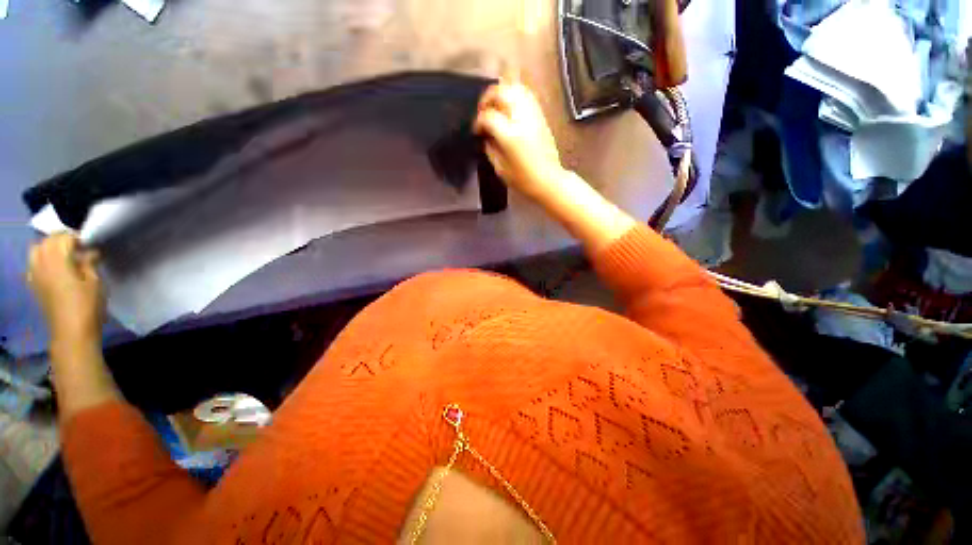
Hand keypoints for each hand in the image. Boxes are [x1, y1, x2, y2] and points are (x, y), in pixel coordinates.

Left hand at [27, 233, 104, 348]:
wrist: (71, 332)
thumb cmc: (87, 305)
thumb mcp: (95, 282)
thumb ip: (89, 263)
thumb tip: (90, 252)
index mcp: (57, 260)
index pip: (63, 237)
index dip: (76, 237)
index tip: (89, 244)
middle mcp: (42, 263)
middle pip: (47, 241)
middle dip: (61, 240)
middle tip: (78, 247)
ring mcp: (35, 274)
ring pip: (37, 250)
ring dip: (50, 248)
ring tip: (65, 256)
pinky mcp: (34, 284)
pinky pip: (33, 263)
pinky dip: (42, 260)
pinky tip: (53, 268)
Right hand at [474, 82, 568, 200]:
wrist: (549, 181)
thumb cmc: (524, 180)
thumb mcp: (500, 169)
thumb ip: (490, 148)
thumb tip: (486, 135)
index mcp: (510, 135)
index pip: (488, 116)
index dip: (478, 121)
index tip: (477, 130)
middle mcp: (522, 119)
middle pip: (501, 92)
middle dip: (487, 99)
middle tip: (483, 111)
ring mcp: (534, 115)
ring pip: (515, 88)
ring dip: (501, 93)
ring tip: (495, 106)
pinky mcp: (541, 116)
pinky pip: (527, 95)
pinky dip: (515, 95)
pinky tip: (509, 107)